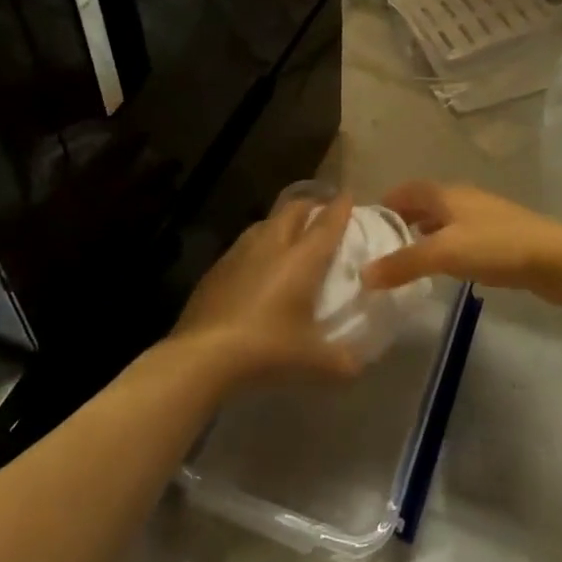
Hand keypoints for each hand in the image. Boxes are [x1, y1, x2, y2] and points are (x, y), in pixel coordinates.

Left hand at [169, 196, 363, 386]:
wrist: (202, 355)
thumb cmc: (266, 348)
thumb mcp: (312, 362)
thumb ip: (342, 361)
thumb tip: (358, 365)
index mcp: (301, 259)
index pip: (326, 224)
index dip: (340, 208)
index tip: (348, 196)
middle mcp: (272, 246)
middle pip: (293, 211)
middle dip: (310, 206)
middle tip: (320, 214)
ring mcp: (239, 253)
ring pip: (265, 223)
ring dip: (280, 223)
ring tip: (289, 235)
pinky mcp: (216, 269)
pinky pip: (243, 245)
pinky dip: (257, 247)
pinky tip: (255, 266)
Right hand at [361, 182, 561, 306]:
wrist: (558, 260)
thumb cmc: (498, 247)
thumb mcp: (445, 254)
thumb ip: (404, 263)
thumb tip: (363, 275)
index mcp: (448, 194)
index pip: (409, 189)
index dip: (387, 202)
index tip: (365, 223)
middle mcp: (464, 199)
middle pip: (426, 203)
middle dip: (403, 219)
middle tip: (380, 245)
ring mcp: (484, 218)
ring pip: (444, 221)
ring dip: (424, 234)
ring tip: (405, 258)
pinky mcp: (500, 239)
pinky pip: (461, 237)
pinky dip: (444, 247)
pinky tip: (443, 268)